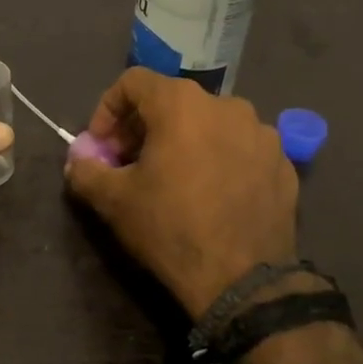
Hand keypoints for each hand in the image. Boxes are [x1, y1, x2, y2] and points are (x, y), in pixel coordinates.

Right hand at [64, 68, 300, 314]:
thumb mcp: (113, 200)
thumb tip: (78, 162)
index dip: (108, 108)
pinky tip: (210, 194)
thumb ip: (86, 171)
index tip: (101, 145)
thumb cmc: (170, 228)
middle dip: (143, 127)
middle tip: (129, 163)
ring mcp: (263, 134)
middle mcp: (227, 106)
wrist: (242, 281)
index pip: (134, 82)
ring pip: (210, 123)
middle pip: (173, 101)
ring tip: (173, 178)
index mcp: (182, 104)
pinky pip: (240, 148)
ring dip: (184, 141)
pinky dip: (219, 159)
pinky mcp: (284, 164)